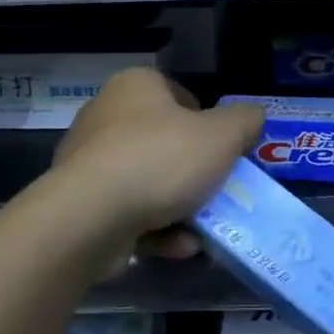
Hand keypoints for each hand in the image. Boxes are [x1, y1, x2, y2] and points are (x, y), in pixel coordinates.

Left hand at [53, 70, 264, 259]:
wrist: (90, 217)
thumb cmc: (161, 160)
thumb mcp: (223, 136)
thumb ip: (246, 122)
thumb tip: (254, 118)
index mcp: (136, 86)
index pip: (181, 96)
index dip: (209, 124)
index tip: (226, 153)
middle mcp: (106, 115)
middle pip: (166, 143)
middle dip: (195, 173)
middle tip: (219, 193)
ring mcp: (88, 161)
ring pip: (148, 182)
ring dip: (180, 208)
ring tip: (204, 230)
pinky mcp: (79, 203)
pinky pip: (128, 211)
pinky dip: (155, 229)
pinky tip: (179, 247)